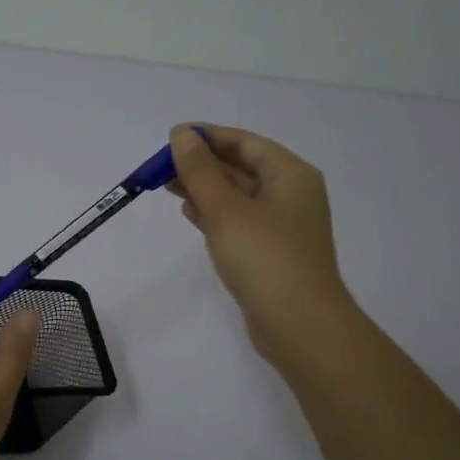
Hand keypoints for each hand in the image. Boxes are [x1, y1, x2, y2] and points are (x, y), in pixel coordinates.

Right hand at [166, 124, 355, 368]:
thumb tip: (182, 135)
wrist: (299, 324)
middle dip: (202, 164)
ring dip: (205, 189)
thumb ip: (201, 171)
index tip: (171, 138)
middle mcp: (291, 194)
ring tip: (167, 187)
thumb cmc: (264, 258)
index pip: (245, 142)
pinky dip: (214, 214)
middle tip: (161, 167)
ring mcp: (282, 226)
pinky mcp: (271, 252)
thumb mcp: (226, 209)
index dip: (208, 137)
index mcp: (290, 175)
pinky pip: (239, 221)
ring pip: (237, 196)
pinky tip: (189, 213)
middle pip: (241, 167)